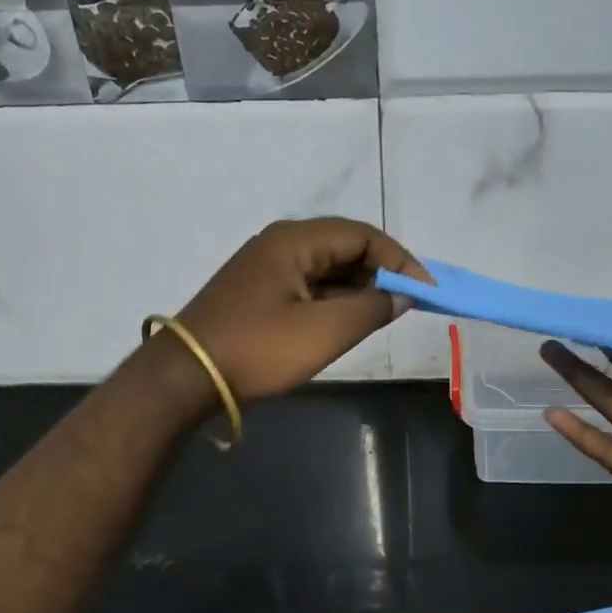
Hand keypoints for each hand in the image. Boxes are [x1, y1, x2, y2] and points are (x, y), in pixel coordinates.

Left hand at [168, 218, 428, 404]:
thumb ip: (372, 307)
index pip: (362, 235)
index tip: (426, 290)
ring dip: (358, 287)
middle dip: (380, 272)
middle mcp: (281, 243)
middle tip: (408, 303)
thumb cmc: (259, 348)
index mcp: (295, 240)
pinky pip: (308, 285)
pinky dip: (334, 299)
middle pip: (344, 247)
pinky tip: (348, 321)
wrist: (185, 378)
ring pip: (327, 268)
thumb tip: (403, 293)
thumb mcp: (325, 330)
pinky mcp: (259, 292)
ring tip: (384, 315)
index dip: (399, 259)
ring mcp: (266, 267)